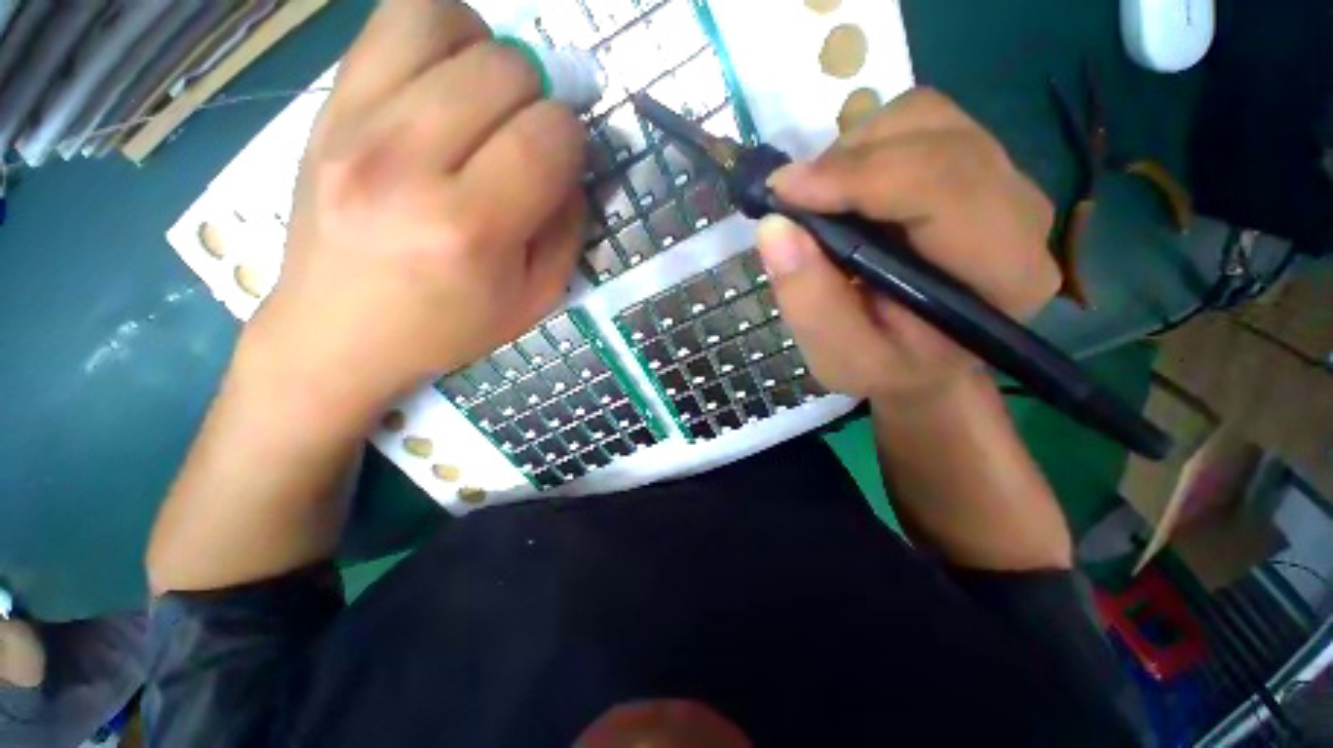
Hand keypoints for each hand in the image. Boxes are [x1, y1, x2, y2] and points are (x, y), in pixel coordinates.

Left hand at [244, 0, 586, 424]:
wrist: (338, 332)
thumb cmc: (448, 326)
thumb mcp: (535, 299)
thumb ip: (567, 229)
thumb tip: (571, 165)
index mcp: (469, 229)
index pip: (547, 136)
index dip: (572, 138)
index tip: (564, 160)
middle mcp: (407, 163)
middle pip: (504, 68)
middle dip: (538, 95)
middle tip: (527, 134)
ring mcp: (354, 123)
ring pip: (444, 19)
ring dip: (487, 50)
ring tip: (486, 95)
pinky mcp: (326, 105)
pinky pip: (390, 21)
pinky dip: (436, 33)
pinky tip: (444, 79)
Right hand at [756, 89, 1057, 408]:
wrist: (925, 359)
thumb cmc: (886, 366)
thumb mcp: (840, 357)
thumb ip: (810, 301)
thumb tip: (774, 227)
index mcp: (1002, 274)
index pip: (944, 186)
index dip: (858, 176)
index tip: (784, 192)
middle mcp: (1020, 213)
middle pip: (937, 138)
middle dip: (849, 160)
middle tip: (794, 200)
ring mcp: (1005, 181)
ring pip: (928, 118)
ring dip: (857, 149)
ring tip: (821, 200)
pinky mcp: (979, 167)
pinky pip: (923, 123)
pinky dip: (869, 143)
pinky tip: (847, 188)